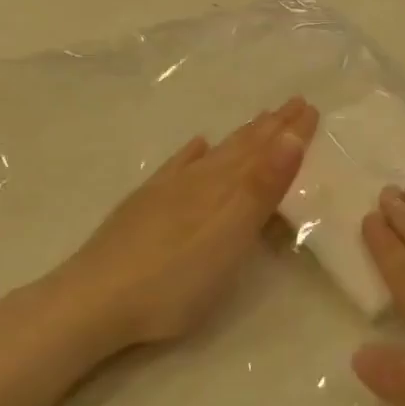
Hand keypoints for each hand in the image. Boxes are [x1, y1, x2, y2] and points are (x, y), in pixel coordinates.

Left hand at [32, 98, 318, 355]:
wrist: (93, 301)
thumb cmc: (175, 279)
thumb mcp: (231, 236)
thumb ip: (261, 188)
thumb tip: (291, 136)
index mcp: (224, 188)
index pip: (265, 152)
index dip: (289, 132)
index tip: (311, 108)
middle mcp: (198, 180)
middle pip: (241, 147)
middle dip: (271, 127)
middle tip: (295, 104)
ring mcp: (167, 191)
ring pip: (214, 155)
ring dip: (241, 138)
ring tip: (259, 120)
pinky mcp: (144, 207)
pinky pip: (176, 167)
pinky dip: (192, 153)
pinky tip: (196, 145)